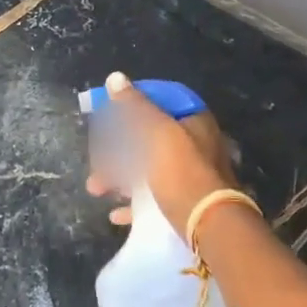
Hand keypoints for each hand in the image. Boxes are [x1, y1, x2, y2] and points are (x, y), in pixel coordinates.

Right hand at [84, 71, 238, 230]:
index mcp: (193, 122)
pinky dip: (133, 203)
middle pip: (147, 137)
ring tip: (96, 188)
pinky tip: (116, 213)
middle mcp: (194, 144)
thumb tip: (115, 78)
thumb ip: (136, 106)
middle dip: (116, 148)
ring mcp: (189, 175)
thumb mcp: (158, 133)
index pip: (159, 100)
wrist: (210, 228)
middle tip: (95, 159)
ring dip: (118, 177)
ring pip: (146, 169)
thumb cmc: (183, 173)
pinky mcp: (184, 203)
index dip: (131, 103)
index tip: (107, 113)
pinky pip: (152, 198)